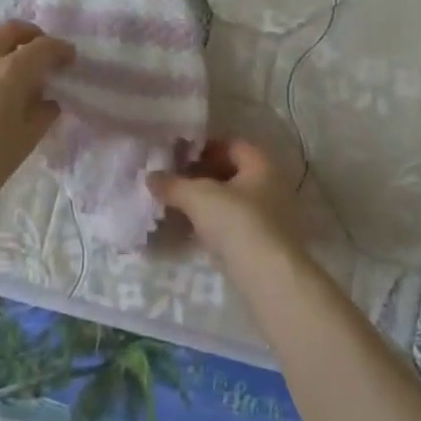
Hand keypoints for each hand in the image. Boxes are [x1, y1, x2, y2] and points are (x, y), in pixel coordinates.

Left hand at [0, 20, 74, 208]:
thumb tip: (46, 99)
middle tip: (41, 52)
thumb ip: (43, 112)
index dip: (60, 49)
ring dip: (1, 43)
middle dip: (32, 36)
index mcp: (10, 73)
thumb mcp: (26, 140)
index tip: (69, 58)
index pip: (42, 48)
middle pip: (11, 30)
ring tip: (7, 62)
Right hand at [147, 139, 304, 267]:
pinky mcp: (259, 243)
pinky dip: (210, 224)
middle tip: (172, 180)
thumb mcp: (198, 197)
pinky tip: (187, 230)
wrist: (265, 276)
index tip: (178, 155)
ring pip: (229, 201)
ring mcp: (267, 217)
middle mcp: (269, 186)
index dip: (204, 147)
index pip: (232, 145)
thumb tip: (150, 177)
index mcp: (261, 165)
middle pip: (230, 173)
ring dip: (204, 202)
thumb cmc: (236, 222)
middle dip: (200, 176)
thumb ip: (173, 184)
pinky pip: (230, 225)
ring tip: (174, 204)